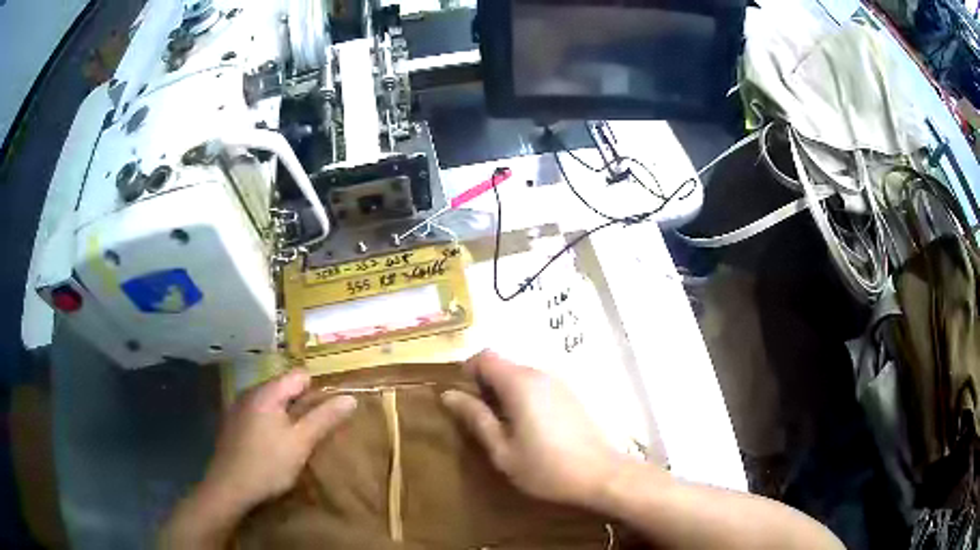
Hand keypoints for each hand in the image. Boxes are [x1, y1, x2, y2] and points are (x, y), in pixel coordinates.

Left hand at [202, 369, 356, 514]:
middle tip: (315, 432)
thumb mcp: (301, 443)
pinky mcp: (232, 424)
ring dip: (287, 417)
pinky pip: (259, 414)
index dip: (318, 391)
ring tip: (297, 441)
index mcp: (266, 392)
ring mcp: (238, 408)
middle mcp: (250, 392)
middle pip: (285, 388)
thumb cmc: (267, 464)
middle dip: (303, 406)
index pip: (300, 375)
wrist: (228, 488)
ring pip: (271, 403)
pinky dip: (271, 424)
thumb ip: (324, 418)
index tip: (328, 415)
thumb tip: (350, 398)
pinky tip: (273, 447)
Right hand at [442, 350, 624, 507]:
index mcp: (520, 383)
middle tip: (480, 419)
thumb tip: (448, 394)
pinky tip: (528, 428)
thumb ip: (476, 418)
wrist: (600, 475)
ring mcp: (559, 382)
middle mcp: (540, 373)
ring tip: (503, 427)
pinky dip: (523, 397)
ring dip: (504, 392)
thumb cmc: (546, 467)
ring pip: (519, 375)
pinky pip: (537, 384)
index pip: (485, 356)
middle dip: (485, 385)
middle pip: (503, 364)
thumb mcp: (502, 449)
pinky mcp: (570, 393)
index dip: (467, 372)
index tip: (463, 400)